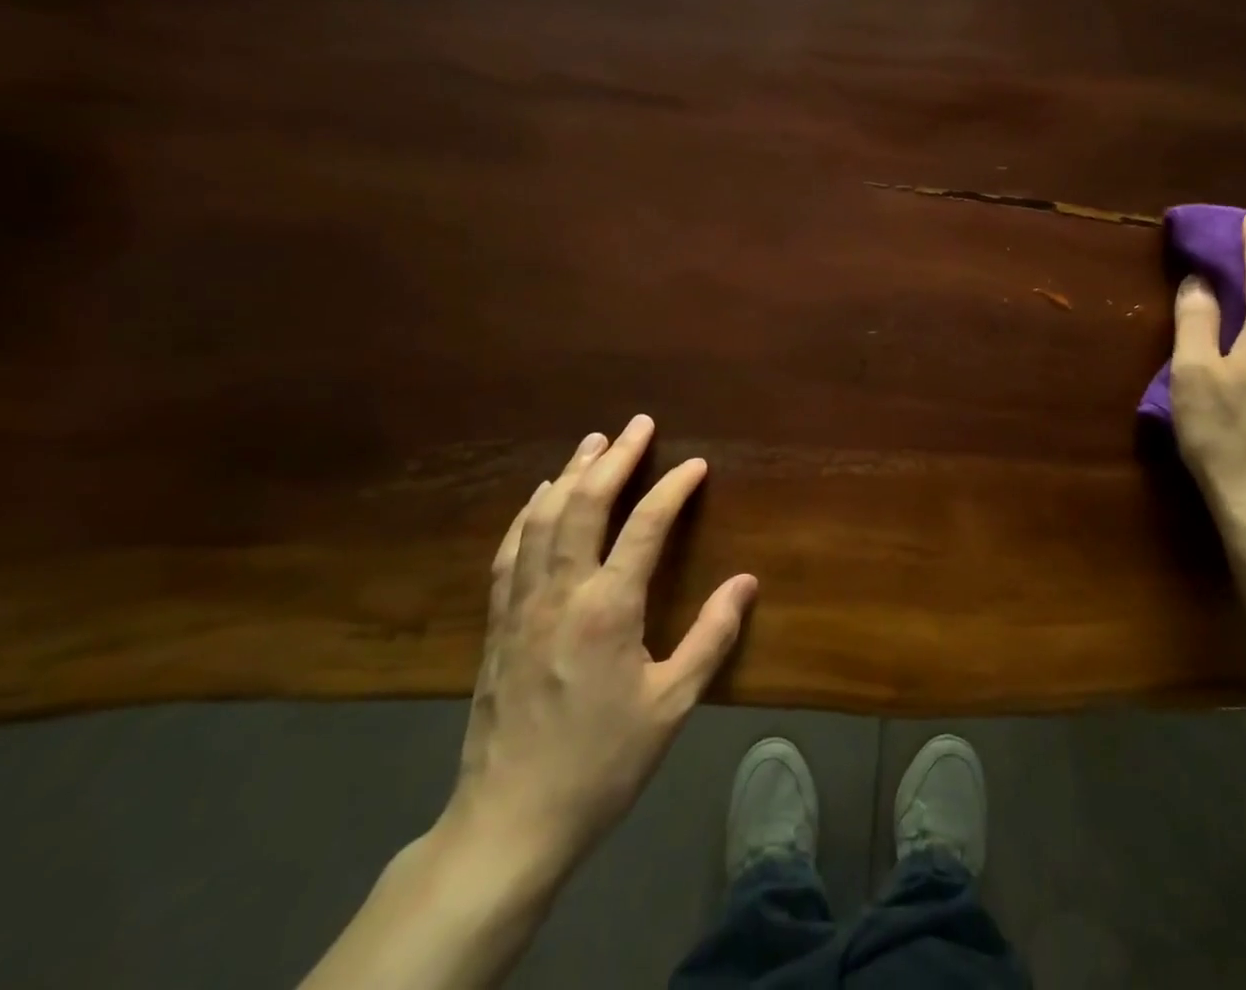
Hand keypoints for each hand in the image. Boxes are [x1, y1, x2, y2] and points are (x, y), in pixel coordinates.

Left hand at [440, 414, 757, 888]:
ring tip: (593, 442)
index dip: (673, 487)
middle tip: (637, 424)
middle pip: (584, 504)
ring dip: (571, 473)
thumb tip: (747, 582)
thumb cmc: (601, 762)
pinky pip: (511, 549)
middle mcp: (561, 591)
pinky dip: (528, 512)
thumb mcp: (671, 705)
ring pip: (542, 517)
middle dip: (614, 458)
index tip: (695, 464)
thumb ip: (712, 637)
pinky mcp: (499, 622)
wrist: (509, 822)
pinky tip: (540, 497)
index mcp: (608, 608)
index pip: (645, 525)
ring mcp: (522, 603)